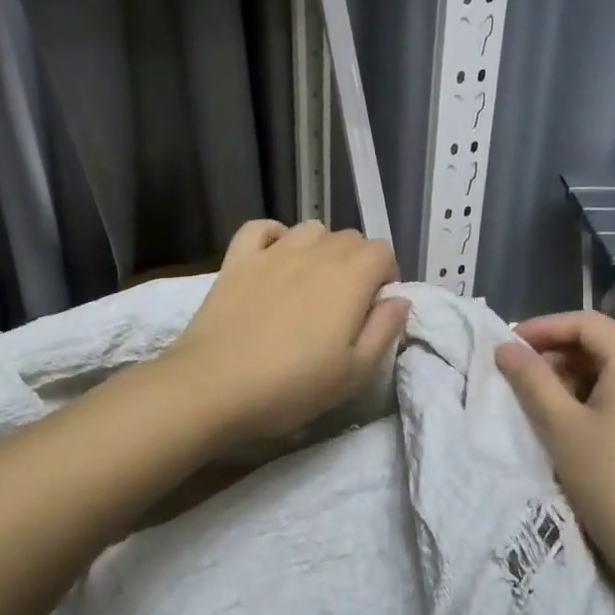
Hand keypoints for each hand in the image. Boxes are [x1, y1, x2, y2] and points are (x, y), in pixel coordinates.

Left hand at [166, 221, 409, 443]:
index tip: (374, 308)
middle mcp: (314, 254)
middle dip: (357, 263)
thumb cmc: (292, 386)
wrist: (215, 387)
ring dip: (320, 248)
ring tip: (311, 283)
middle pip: (349, 238)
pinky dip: (274, 236)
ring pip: (310, 229)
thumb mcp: (354, 373)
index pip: (382, 251)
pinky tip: (274, 258)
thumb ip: (384, 330)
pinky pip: (260, 227)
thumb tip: (400, 299)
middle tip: (344, 305)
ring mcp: (272, 253)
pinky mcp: (236, 260)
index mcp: (349, 278)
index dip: (385, 276)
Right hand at [495, 311, 614, 604]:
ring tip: (534, 401)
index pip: (587, 323)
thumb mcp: (561, 427)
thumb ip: (531, 381)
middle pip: (599, 345)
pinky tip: (563, 424)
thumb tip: (504, 347)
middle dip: (554, 352)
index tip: (508, 344)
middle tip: (516, 375)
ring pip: (606, 372)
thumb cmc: (610, 480)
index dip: (544, 326)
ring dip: (567, 377)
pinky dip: (585, 398)